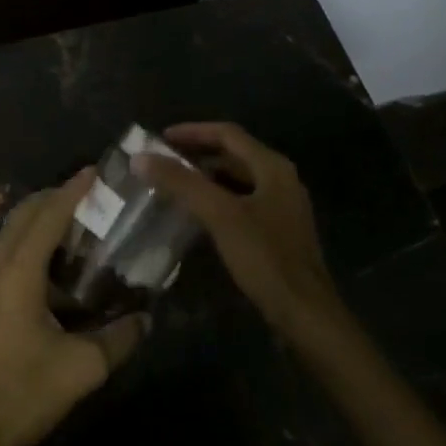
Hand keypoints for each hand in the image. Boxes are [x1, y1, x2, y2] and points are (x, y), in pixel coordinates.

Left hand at [0, 171, 146, 445]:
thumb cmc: (24, 394)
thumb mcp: (82, 369)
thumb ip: (118, 339)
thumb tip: (145, 318)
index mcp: (19, 275)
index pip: (47, 217)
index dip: (72, 191)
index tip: (95, 172)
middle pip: (21, 217)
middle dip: (52, 198)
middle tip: (88, 195)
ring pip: (10, 236)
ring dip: (39, 220)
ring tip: (75, 225)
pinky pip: (7, 256)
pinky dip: (30, 244)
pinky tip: (55, 268)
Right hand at [133, 122, 340, 337]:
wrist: (305, 313)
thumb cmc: (265, 257)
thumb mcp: (220, 215)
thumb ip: (181, 183)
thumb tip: (141, 158)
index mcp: (272, 167)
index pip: (228, 134)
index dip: (193, 131)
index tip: (160, 139)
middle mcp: (280, 180)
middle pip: (233, 155)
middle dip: (197, 155)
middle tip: (163, 162)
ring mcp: (282, 207)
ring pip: (237, 181)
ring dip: (206, 179)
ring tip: (174, 186)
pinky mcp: (278, 232)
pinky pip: (241, 203)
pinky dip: (217, 200)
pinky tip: (197, 216)